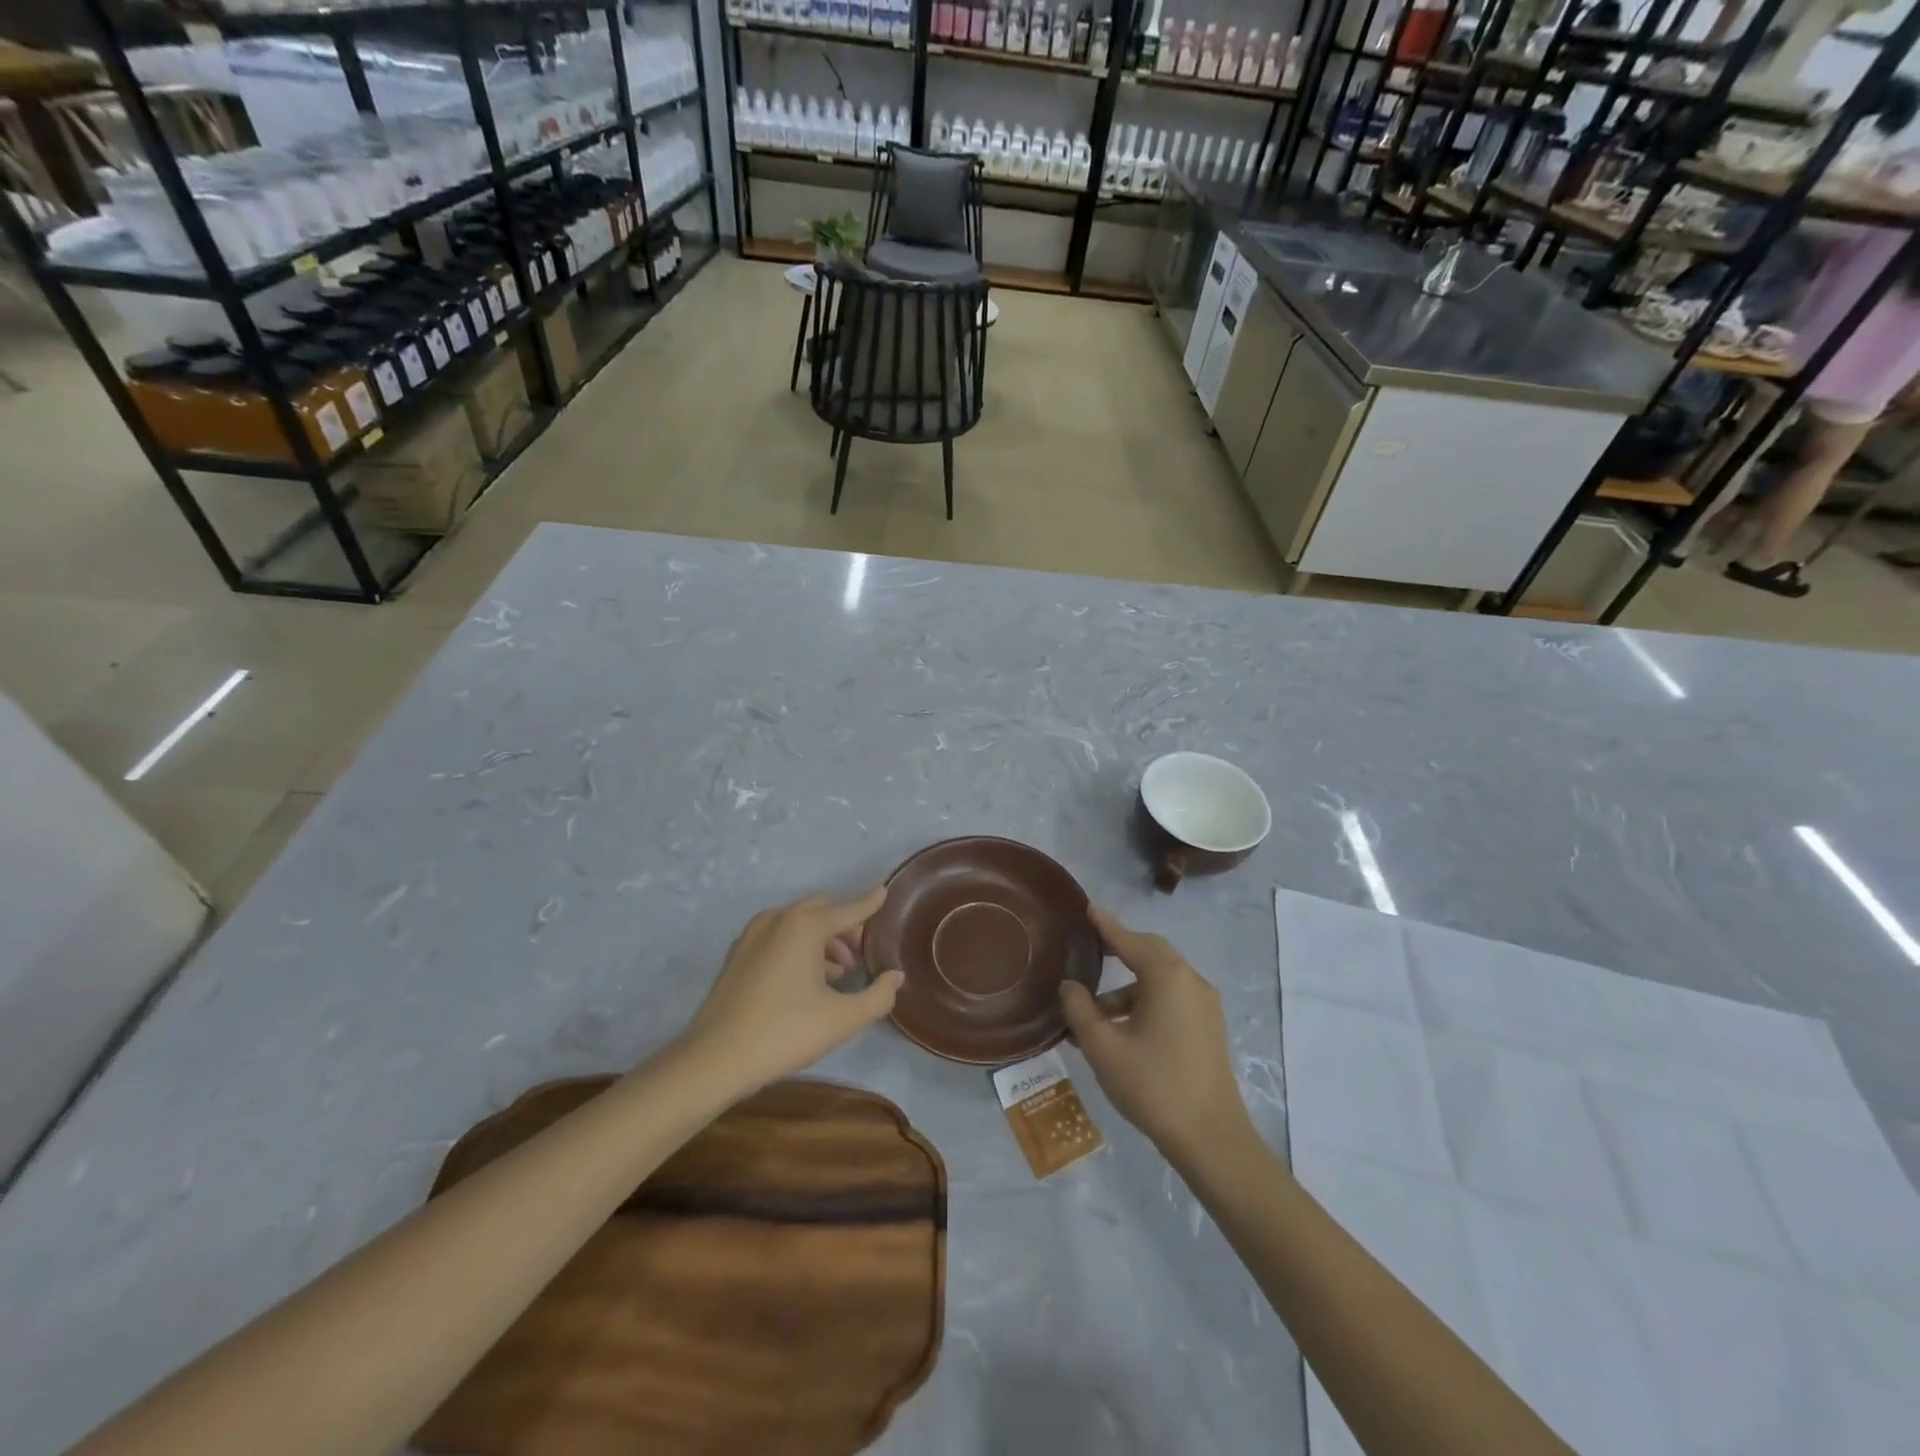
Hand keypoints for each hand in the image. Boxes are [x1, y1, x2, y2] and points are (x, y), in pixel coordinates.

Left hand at [681, 889, 904, 1094]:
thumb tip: (895, 977)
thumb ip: (878, 996)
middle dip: (845, 925)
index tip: (884, 892)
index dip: (869, 903)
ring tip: (838, 973)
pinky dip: (798, 947)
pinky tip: (807, 980)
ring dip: (822, 940)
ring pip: (798, 924)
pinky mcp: (737, 954)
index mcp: (805, 925)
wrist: (715, 1058)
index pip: (848, 909)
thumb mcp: (843, 1019)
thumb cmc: (786, 1032)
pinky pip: (778, 937)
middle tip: (862, 952)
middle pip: (822, 910)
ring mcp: (752, 934)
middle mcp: (779, 918)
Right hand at [1060, 906, 1250, 1162]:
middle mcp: (1190, 980)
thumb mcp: (1104, 1048)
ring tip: (1094, 1011)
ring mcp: (1204, 1004)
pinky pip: (1173, 997)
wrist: (1212, 1138)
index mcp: (1167, 977)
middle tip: (1090, 949)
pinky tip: (1121, 1028)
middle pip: (1151, 951)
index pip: (1129, 940)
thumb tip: (1069, 986)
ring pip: (1161, 977)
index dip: (1106, 925)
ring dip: (1128, 985)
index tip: (1088, 908)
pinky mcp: (1209, 1026)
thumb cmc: (1153, 1086)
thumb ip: (1080, 1010)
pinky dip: (1145, 1000)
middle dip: (1120, 949)